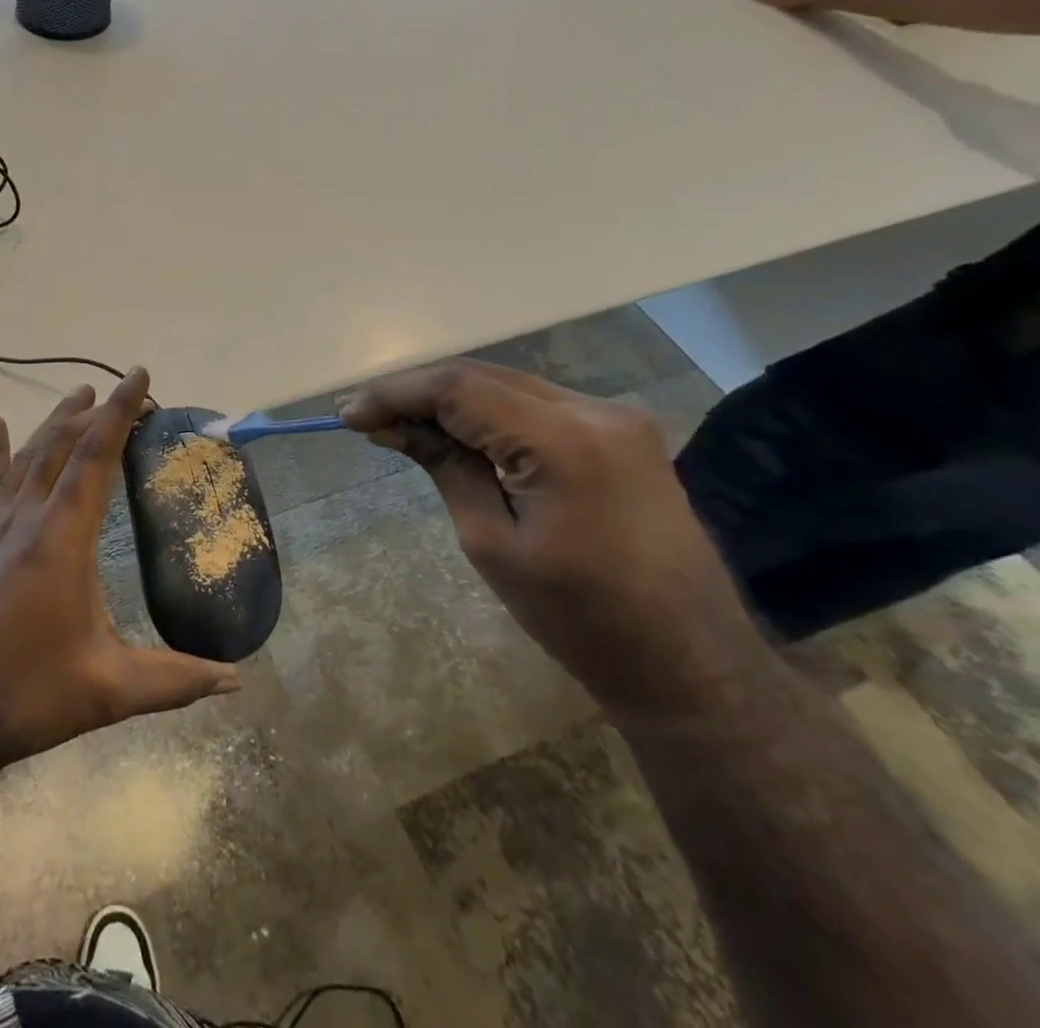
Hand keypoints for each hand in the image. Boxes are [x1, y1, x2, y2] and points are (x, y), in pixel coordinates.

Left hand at [0, 368, 238, 771]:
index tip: (138, 378)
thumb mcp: (107, 691)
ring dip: (54, 423)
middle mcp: (25, 520)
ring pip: (26, 458)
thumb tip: (235, 679)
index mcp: (61, 540)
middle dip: (93, 413)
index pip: (95, 458)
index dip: (118, 413)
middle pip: (60, 447)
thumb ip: (174, 680)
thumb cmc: (25, 696)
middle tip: (123, 393)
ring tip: (78, 395)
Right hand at [341, 360, 768, 718]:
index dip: (396, 394)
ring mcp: (616, 416)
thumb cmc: (579, 618)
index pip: (459, 389)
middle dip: (418, 392)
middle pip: (483, 377)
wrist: (690, 662)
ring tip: (398, 424)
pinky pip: (537, 405)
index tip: (348, 413)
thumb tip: (391, 426)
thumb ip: (444, 465)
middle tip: (365, 416)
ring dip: (451, 401)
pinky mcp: (621, 432)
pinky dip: (489, 413)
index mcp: (565, 440)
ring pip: (508, 385)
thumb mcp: (491, 542)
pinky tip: (456, 432)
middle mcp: (596, 409)